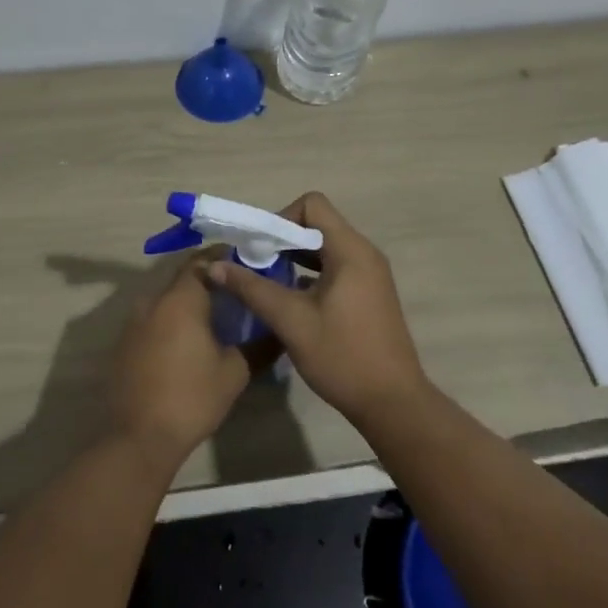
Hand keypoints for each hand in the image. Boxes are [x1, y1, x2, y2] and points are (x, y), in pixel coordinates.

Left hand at [107, 254, 253, 469]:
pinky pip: (153, 320)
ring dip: (189, 302)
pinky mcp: (124, 344)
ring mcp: (133, 323)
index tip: (245, 262)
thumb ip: (259, 346)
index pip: (202, 261)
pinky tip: (189, 341)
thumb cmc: (191, 398)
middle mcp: (153, 301)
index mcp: (180, 299)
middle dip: (209, 280)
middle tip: (236, 290)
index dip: (223, 258)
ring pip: (166, 300)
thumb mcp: (234, 372)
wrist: (138, 437)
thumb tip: (280, 331)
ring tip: (216, 316)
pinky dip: (172, 321)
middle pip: (183, 278)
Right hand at [207, 193, 427, 428]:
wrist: (392, 403)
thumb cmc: (342, 357)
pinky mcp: (369, 293)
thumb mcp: (291, 321)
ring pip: (325, 248)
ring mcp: (370, 274)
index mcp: (351, 250)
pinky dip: (310, 274)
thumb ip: (252, 289)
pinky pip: (335, 267)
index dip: (281, 218)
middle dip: (282, 240)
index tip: (260, 248)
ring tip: (266, 282)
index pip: (312, 205)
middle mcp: (364, 253)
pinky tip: (289, 300)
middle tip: (254, 265)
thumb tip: (215, 266)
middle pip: (318, 224)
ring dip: (294, 258)